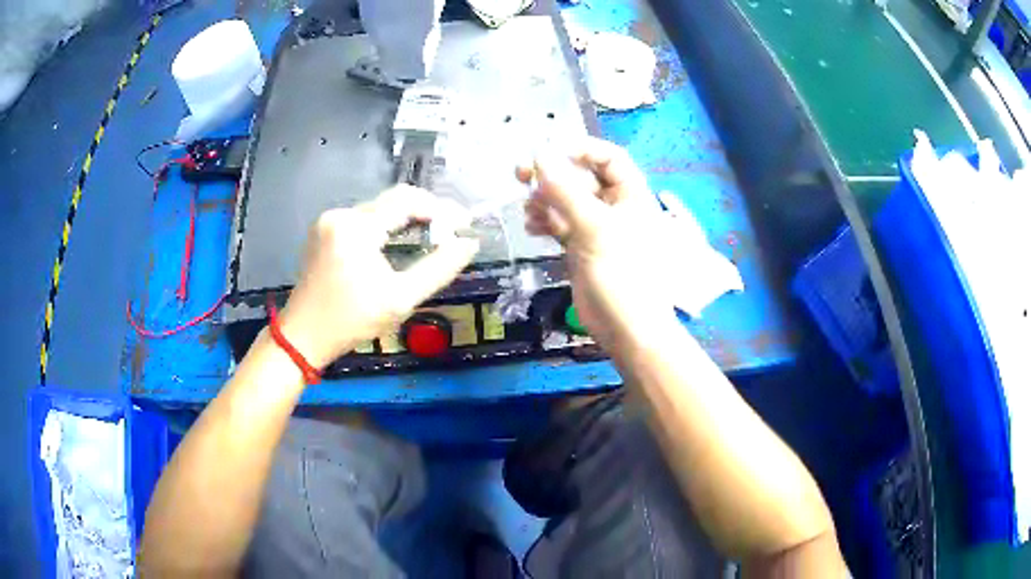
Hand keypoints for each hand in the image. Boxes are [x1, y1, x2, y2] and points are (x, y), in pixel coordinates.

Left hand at [277, 186, 478, 367]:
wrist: (303, 336)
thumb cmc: (351, 321)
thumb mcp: (401, 299)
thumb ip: (439, 268)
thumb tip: (469, 243)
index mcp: (356, 227)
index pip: (406, 199)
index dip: (439, 208)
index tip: (463, 223)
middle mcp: (340, 215)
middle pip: (392, 202)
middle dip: (425, 213)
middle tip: (451, 232)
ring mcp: (328, 221)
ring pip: (378, 210)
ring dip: (405, 221)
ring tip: (431, 238)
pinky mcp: (324, 231)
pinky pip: (363, 220)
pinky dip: (385, 228)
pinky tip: (398, 245)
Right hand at [517, 138, 677, 350]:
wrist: (627, 328)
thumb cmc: (622, 273)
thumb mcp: (594, 227)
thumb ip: (564, 191)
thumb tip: (538, 155)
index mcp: (631, 195)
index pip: (608, 157)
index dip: (580, 149)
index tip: (548, 152)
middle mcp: (615, 206)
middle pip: (582, 178)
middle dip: (553, 176)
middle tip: (520, 174)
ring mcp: (597, 228)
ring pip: (566, 202)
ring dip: (545, 201)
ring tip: (528, 211)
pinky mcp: (582, 248)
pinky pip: (560, 225)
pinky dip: (545, 223)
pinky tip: (531, 229)